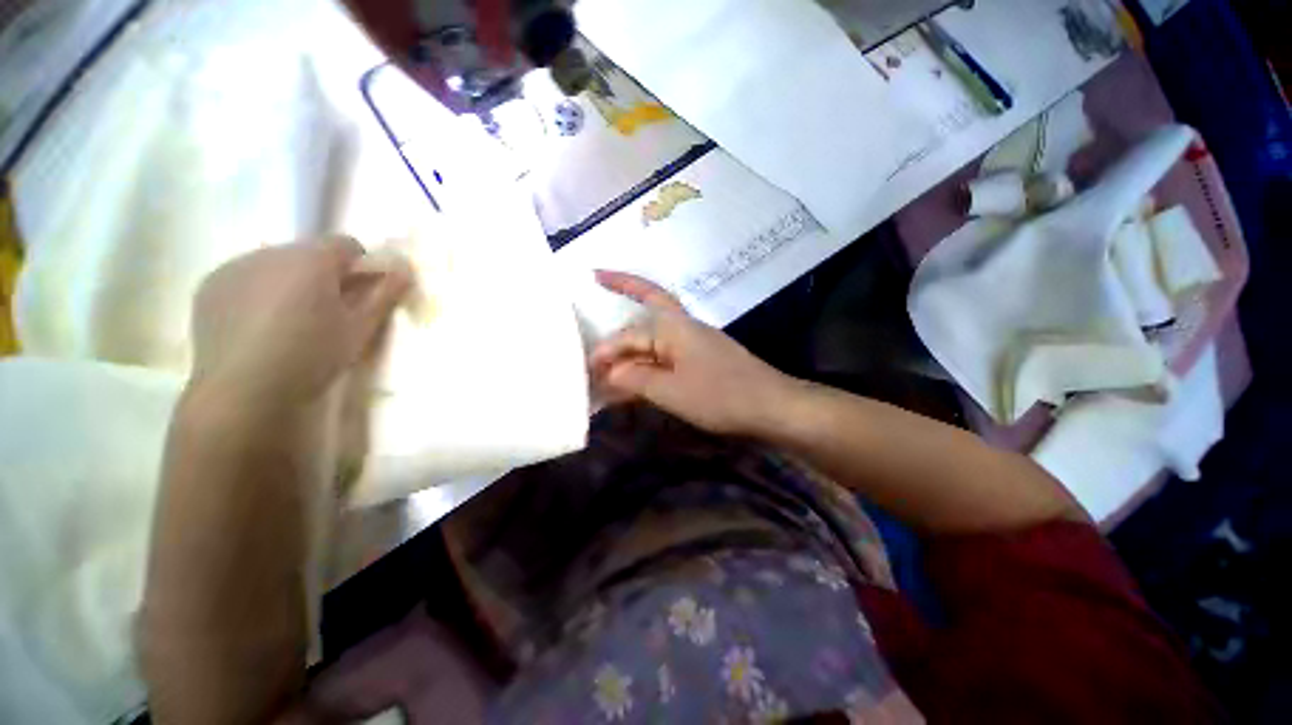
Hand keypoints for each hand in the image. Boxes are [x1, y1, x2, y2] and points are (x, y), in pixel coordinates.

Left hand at [188, 238, 411, 414]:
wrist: (242, 391)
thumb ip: (385, 294)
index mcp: (311, 260)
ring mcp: (234, 266)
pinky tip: (259, 324)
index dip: (360, 265)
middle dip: (324, 274)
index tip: (362, 293)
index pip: (346, 243)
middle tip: (329, 311)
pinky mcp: (210, 285)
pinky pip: (246, 276)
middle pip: (309, 252)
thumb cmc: (312, 356)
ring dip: (291, 280)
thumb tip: (405, 268)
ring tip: (290, 319)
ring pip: (276, 263)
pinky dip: (259, 290)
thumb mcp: (360, 328)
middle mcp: (270, 252)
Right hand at [589, 271, 797, 435]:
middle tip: (592, 321)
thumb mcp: (670, 390)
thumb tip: (609, 372)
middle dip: (617, 322)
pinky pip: (664, 356)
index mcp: (672, 326)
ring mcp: (692, 343)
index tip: (585, 370)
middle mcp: (681, 327)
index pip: (627, 335)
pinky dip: (646, 364)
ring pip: (651, 339)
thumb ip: (634, 377)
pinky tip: (633, 378)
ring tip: (605, 363)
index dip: (605, 352)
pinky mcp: (698, 360)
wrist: (770, 405)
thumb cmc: (719, 395)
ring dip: (629, 349)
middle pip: (641, 319)